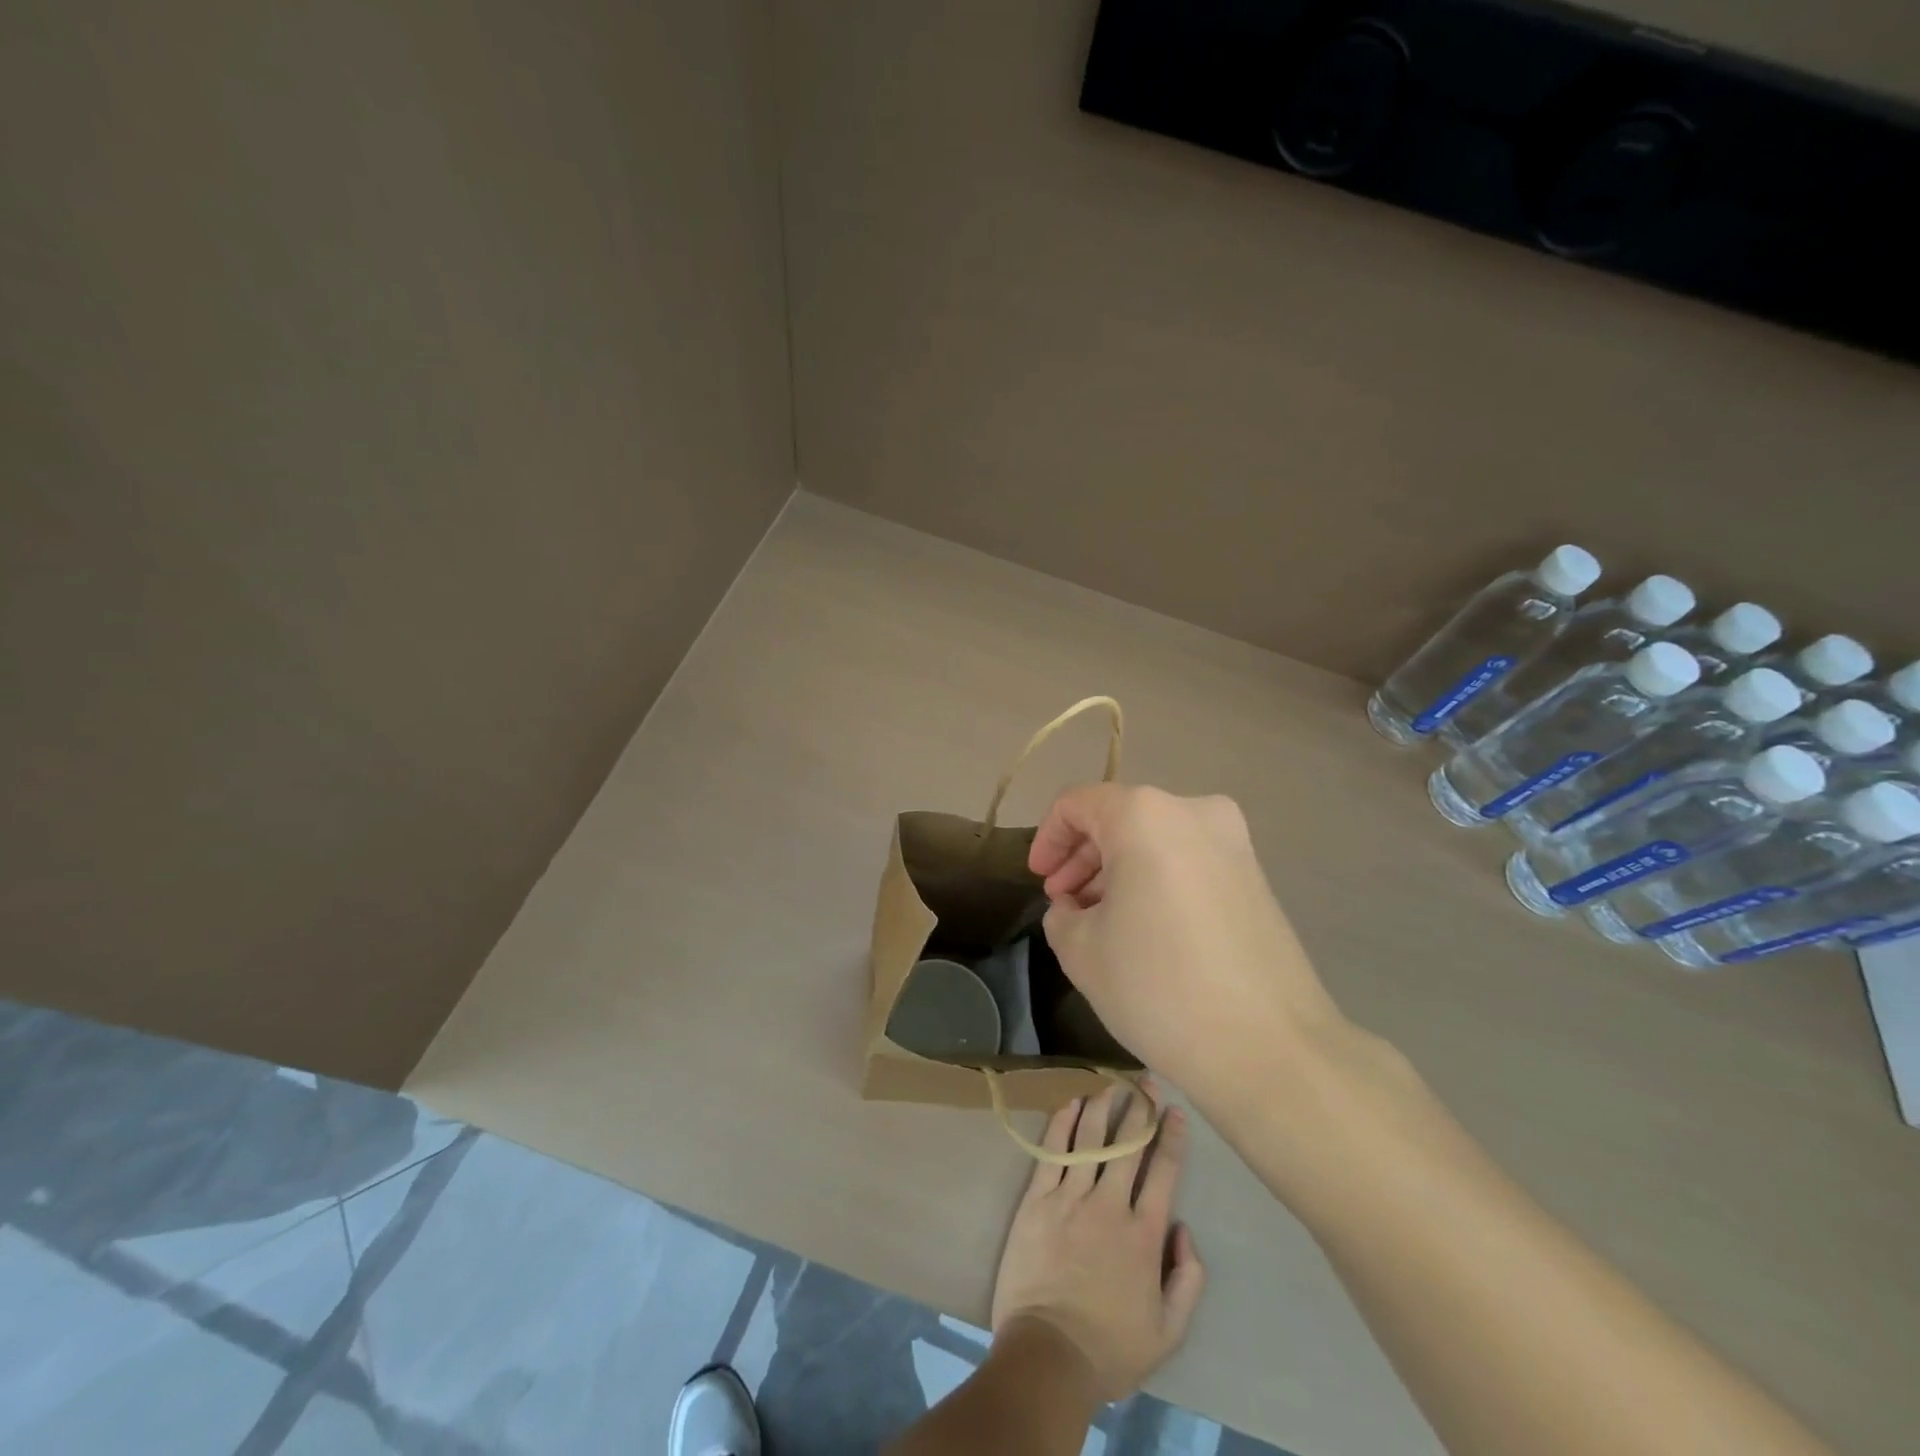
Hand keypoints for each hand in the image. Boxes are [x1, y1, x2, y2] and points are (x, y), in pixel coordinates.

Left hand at [990, 1081, 1206, 1402]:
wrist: (1049, 1354)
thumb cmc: (1111, 1347)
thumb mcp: (1169, 1331)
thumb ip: (1188, 1279)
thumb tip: (1184, 1229)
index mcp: (1144, 1233)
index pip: (1163, 1172)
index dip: (1171, 1138)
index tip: (1175, 1112)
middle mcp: (1110, 1204)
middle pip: (1128, 1145)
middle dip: (1140, 1108)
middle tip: (1145, 1080)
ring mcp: (1070, 1197)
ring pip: (1090, 1139)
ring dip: (1103, 1107)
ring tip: (1110, 1084)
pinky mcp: (1038, 1199)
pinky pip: (1053, 1151)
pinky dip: (1063, 1124)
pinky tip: (1071, 1104)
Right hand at [1028, 784, 1346, 1110]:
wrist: (1270, 1049)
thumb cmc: (1159, 987)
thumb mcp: (1081, 950)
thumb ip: (1061, 913)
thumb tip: (1073, 906)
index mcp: (1145, 815)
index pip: (1077, 804)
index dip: (1048, 838)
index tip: (1038, 880)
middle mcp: (1194, 811)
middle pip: (1120, 818)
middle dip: (1083, 857)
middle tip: (1064, 903)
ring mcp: (1234, 842)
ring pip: (1156, 840)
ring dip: (1119, 870)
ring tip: (1099, 921)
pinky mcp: (1256, 876)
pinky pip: (1188, 861)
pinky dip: (1156, 880)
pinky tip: (1144, 928)